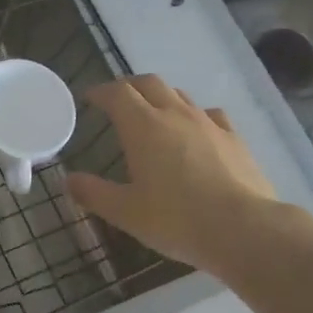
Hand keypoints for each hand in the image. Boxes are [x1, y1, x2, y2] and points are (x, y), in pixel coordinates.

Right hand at [65, 75, 281, 272]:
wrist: (243, 229)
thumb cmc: (176, 220)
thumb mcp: (126, 212)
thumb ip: (94, 193)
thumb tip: (68, 180)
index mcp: (143, 126)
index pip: (117, 93)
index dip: (101, 91)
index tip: (90, 98)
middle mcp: (175, 114)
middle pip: (149, 83)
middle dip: (129, 86)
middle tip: (117, 100)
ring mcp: (208, 123)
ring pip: (180, 94)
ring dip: (161, 97)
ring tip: (153, 113)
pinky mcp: (234, 138)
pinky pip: (209, 114)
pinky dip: (194, 115)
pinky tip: (196, 130)